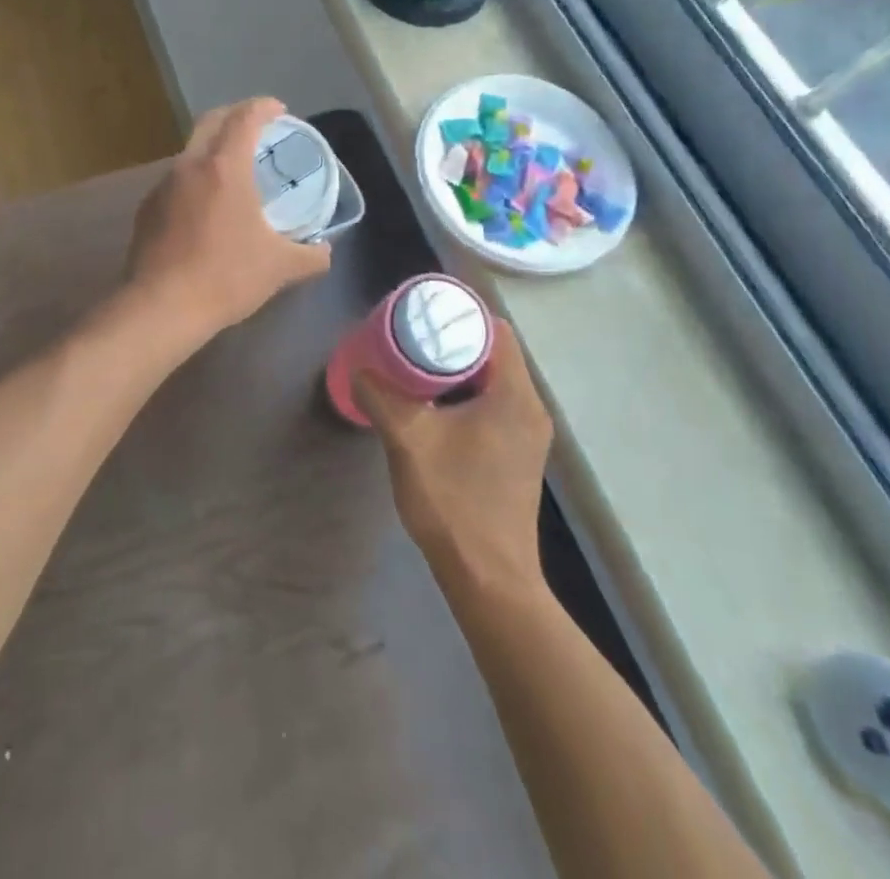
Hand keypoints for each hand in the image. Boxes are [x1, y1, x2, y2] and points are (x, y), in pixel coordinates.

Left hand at [127, 98, 330, 339]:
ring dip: (212, 150)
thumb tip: (325, 252)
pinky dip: (195, 180)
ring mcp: (162, 187)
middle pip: (210, 122)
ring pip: (190, 152)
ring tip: (232, 171)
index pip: (244, 118)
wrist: (162, 307)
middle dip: (234, 116)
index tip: (279, 111)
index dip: (263, 107)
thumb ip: (310, 256)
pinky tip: (205, 207)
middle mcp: (189, 166)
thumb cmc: (226, 277)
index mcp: (224, 168)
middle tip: (255, 128)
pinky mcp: (146, 209)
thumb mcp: (279, 268)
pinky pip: (175, 181)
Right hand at [356, 322, 553, 592]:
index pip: (497, 330)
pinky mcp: (519, 454)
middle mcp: (530, 408)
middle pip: (496, 352)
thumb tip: (359, 368)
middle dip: (455, 338)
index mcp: (514, 396)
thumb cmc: (454, 502)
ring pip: (495, 380)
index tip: (426, 310)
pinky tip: (435, 403)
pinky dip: (467, 393)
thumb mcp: (408, 440)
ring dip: (460, 368)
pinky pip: (495, 404)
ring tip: (417, 362)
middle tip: (414, 333)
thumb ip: (382, 397)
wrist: (489, 578)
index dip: (463, 313)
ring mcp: (529, 434)